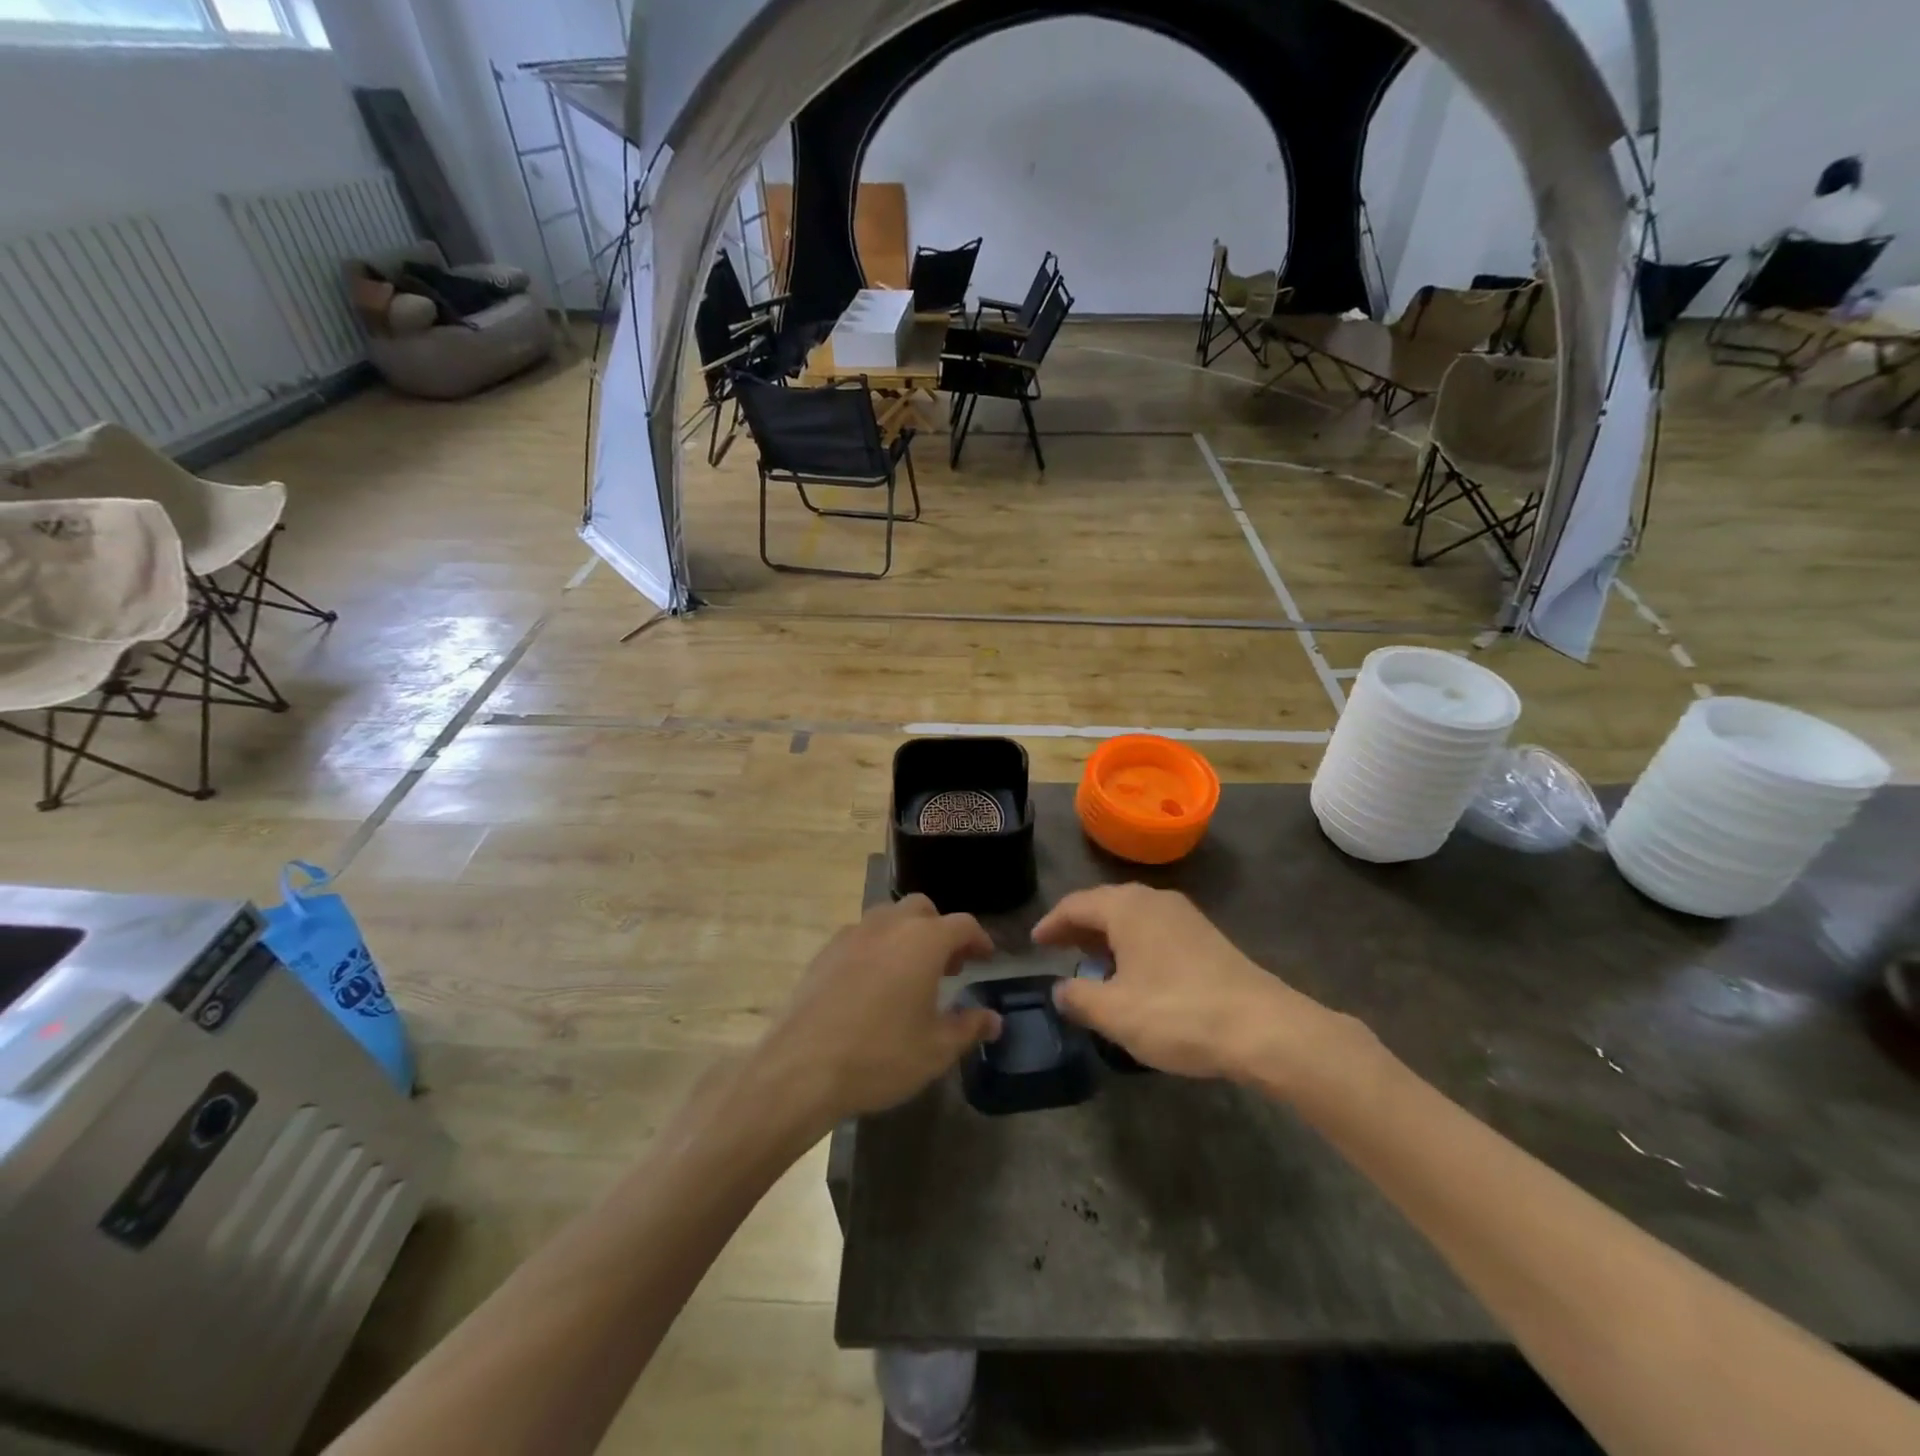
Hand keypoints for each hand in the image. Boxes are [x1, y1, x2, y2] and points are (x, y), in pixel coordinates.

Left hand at [758, 896, 1000, 1127]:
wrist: (801, 1067)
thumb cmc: (880, 1056)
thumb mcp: (935, 1050)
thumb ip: (968, 1027)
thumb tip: (993, 1019)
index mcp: (923, 941)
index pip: (962, 925)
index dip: (979, 939)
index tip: (986, 958)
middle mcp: (889, 926)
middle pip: (923, 909)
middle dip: (941, 930)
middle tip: (949, 966)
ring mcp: (853, 934)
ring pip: (889, 917)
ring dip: (907, 934)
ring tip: (911, 972)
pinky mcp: (825, 951)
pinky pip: (861, 935)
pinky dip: (877, 947)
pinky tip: (874, 983)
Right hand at [1034, 884, 1340, 1088]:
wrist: (1263, 1027)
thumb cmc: (1177, 1013)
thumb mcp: (1115, 1012)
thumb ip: (1078, 997)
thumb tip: (1060, 989)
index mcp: (1126, 907)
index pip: (1076, 905)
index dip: (1051, 924)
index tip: (1035, 943)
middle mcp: (1154, 900)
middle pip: (1104, 904)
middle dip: (1078, 927)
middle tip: (1058, 950)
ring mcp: (1184, 916)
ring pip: (1132, 916)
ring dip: (1107, 936)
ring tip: (1091, 963)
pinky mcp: (1205, 937)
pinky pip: (1154, 929)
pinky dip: (1133, 944)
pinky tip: (1133, 974)